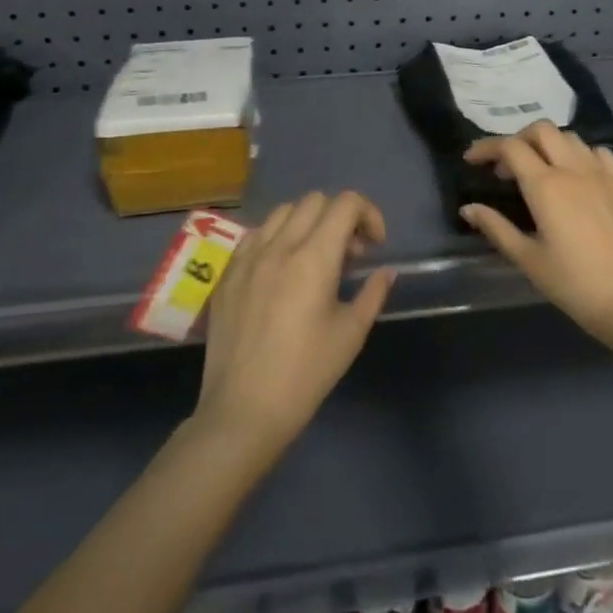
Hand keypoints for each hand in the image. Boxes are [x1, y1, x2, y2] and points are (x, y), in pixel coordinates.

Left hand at [194, 191, 394, 454]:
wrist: (243, 411)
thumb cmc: (305, 374)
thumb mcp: (351, 334)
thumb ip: (373, 292)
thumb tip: (385, 271)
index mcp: (313, 258)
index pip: (346, 203)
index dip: (368, 214)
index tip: (375, 246)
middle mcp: (278, 246)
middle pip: (315, 200)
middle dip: (341, 217)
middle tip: (349, 254)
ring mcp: (247, 257)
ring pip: (283, 212)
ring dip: (308, 224)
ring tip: (315, 258)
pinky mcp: (227, 274)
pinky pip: (256, 234)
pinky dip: (277, 237)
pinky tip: (282, 270)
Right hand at [459, 122, 612, 345]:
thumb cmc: (574, 285)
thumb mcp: (528, 260)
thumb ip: (496, 228)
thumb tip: (468, 208)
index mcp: (546, 186)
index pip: (510, 147)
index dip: (486, 147)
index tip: (472, 160)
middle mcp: (574, 169)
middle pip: (541, 130)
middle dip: (518, 139)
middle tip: (506, 167)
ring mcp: (603, 174)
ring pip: (571, 138)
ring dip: (548, 145)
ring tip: (539, 170)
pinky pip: (599, 153)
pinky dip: (580, 155)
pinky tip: (577, 176)